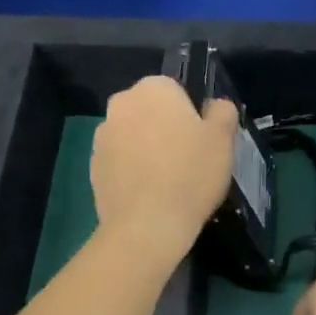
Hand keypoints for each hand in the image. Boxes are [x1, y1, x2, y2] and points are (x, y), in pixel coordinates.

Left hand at [90, 75, 238, 265]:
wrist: (146, 226)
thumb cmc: (190, 174)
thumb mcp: (223, 139)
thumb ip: (222, 112)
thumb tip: (215, 106)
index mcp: (153, 88)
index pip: (176, 90)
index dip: (191, 114)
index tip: (202, 140)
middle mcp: (122, 104)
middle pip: (151, 111)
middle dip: (166, 128)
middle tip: (188, 159)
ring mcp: (102, 136)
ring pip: (134, 135)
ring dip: (147, 148)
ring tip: (168, 180)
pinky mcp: (93, 166)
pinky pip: (120, 161)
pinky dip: (133, 170)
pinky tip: (150, 194)